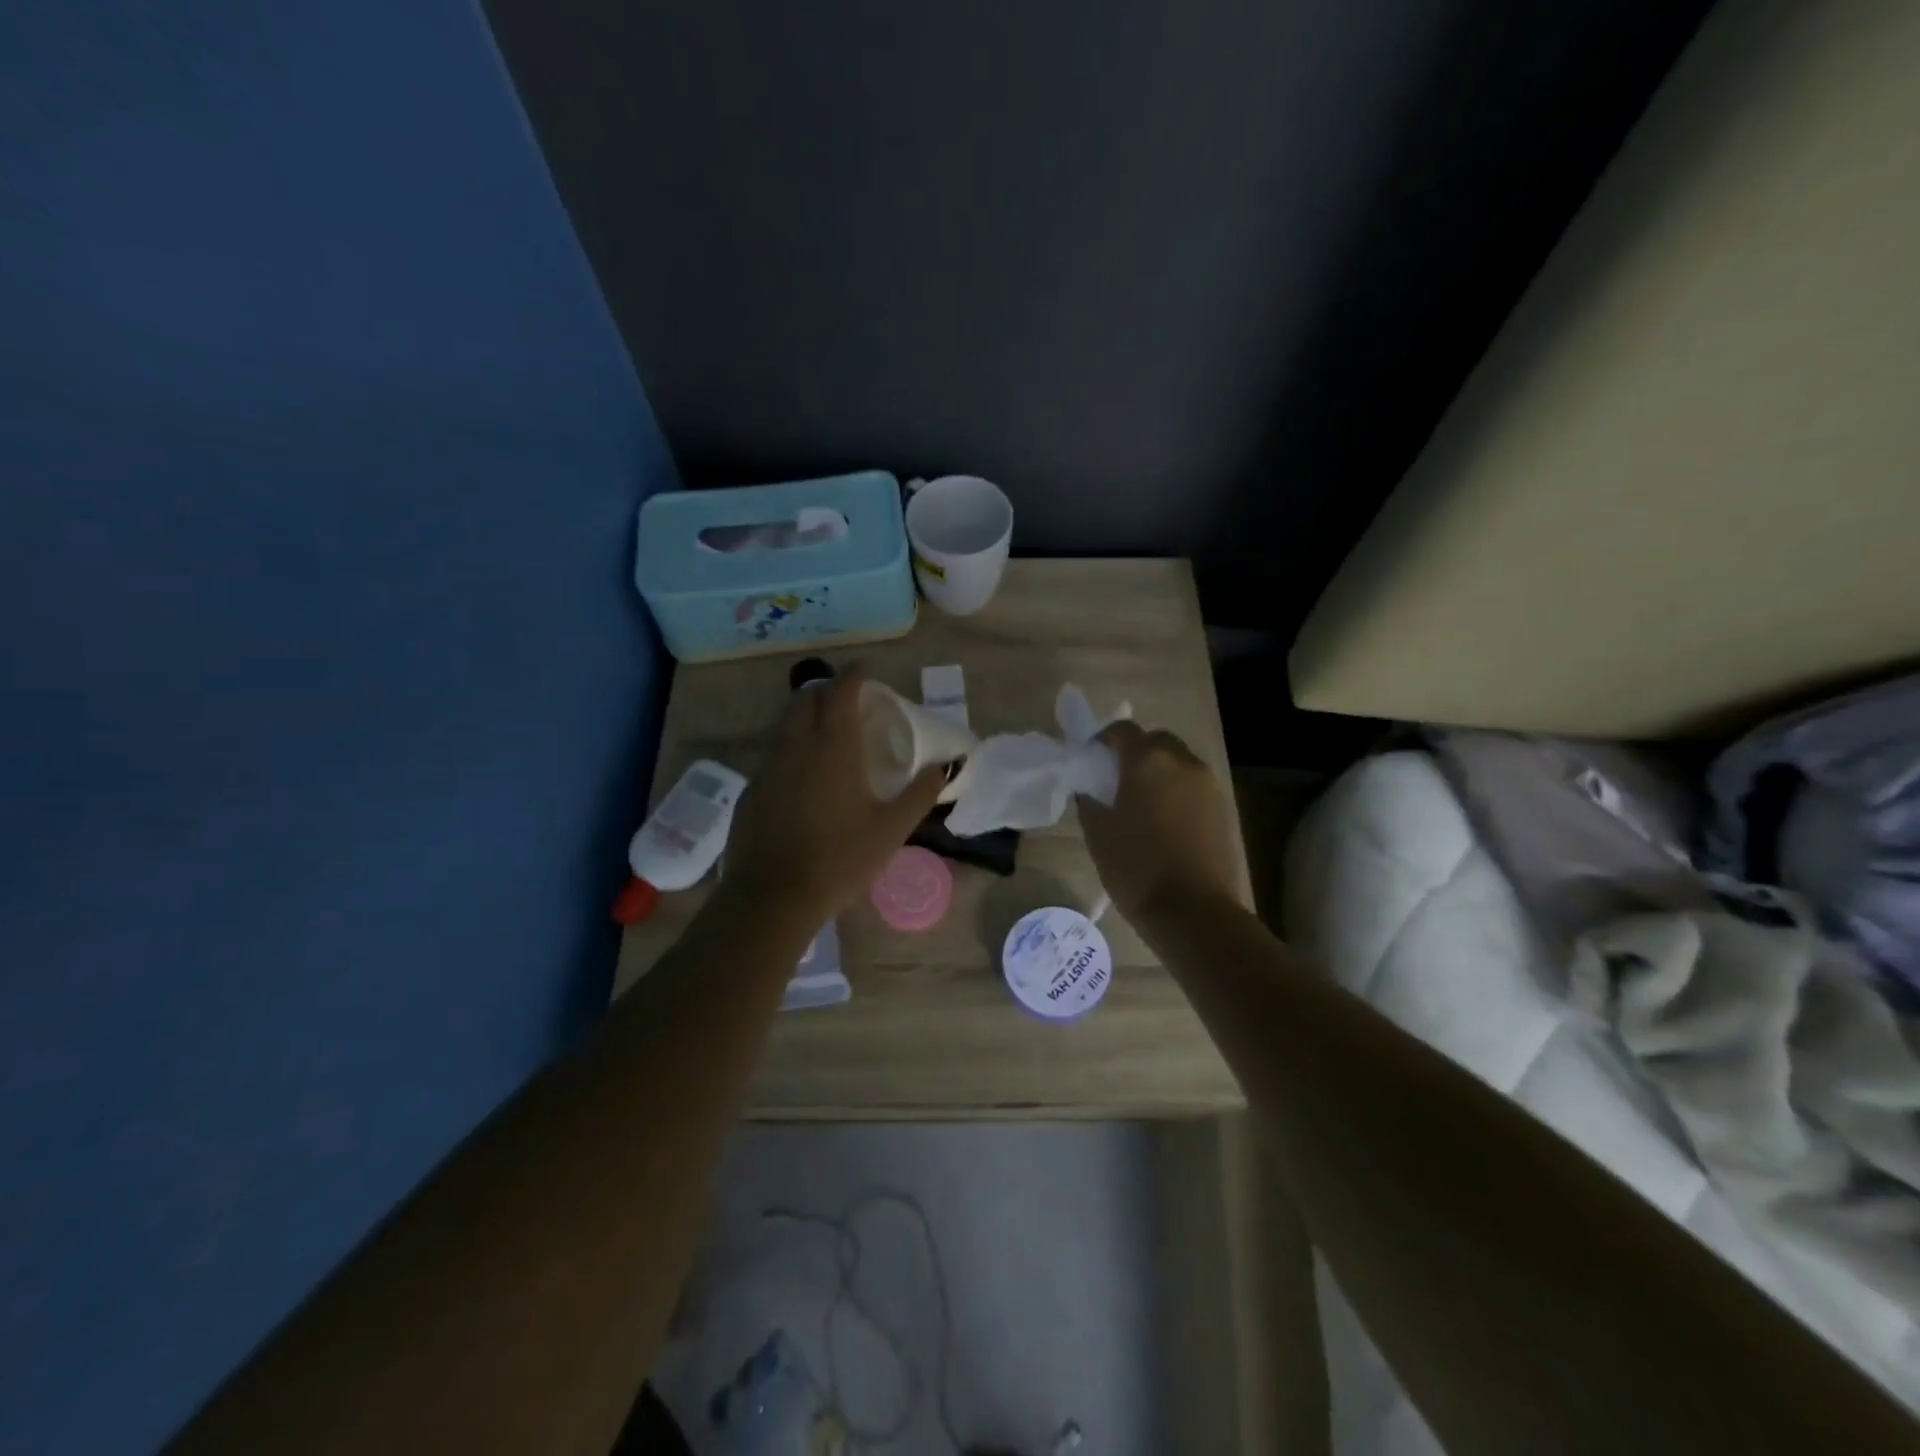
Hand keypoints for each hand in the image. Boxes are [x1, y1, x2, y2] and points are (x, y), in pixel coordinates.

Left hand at [723, 669, 945, 920]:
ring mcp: (768, 765)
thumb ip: (920, 794)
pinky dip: (789, 746)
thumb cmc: (840, 859)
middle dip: (827, 690)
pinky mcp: (751, 788)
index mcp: (833, 746)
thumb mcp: (891, 830)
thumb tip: (945, 767)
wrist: (772, 897)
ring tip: (826, 731)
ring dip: (805, 714)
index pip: (841, 690)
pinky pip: (772, 752)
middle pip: (807, 697)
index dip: (855, 675)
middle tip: (848, 701)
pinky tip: (801, 774)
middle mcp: (796, 744)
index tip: (867, 673)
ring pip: (785, 722)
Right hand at [1077, 721, 1241, 922]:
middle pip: (1156, 741)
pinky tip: (1167, 824)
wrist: (1194, 911)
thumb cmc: (1136, 868)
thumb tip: (1090, 787)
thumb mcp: (1097, 833)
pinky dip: (1178, 794)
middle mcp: (1183, 762)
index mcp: (1148, 761)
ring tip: (1143, 805)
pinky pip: (1195, 788)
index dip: (1103, 740)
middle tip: (1118, 781)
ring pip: (1179, 764)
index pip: (1122, 730)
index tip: (1091, 760)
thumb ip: (1089, 800)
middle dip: (1136, 753)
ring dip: (1160, 773)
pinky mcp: (1225, 809)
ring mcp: (1209, 785)